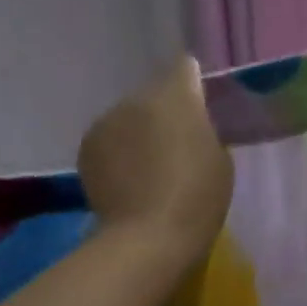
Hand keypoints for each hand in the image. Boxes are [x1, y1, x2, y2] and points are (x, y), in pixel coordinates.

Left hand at [78, 58, 233, 267]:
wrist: (148, 238)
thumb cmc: (198, 199)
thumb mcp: (220, 160)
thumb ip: (205, 130)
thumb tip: (192, 124)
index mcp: (177, 96)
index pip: (185, 68)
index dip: (193, 86)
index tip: (200, 108)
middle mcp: (136, 98)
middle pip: (153, 95)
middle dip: (163, 113)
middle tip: (175, 145)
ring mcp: (106, 121)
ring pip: (128, 117)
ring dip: (138, 132)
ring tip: (148, 167)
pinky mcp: (86, 147)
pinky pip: (109, 140)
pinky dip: (117, 153)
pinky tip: (127, 179)